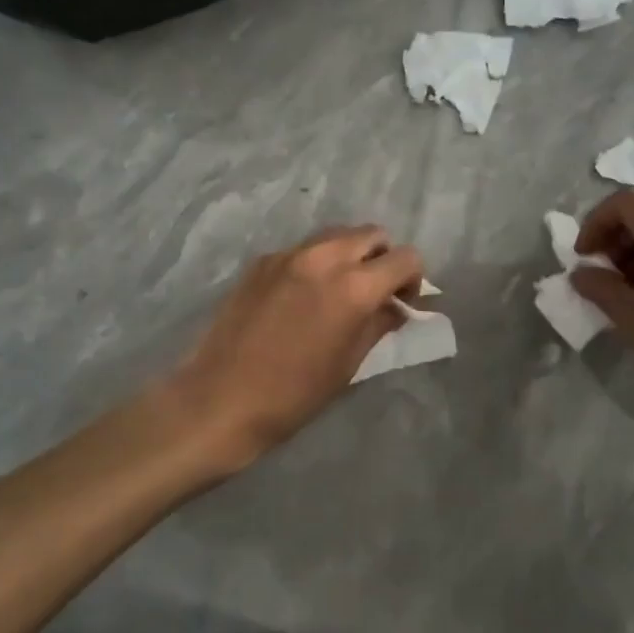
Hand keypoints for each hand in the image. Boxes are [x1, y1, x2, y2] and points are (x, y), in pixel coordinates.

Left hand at [171, 226, 423, 469]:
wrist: (221, 398)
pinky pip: (303, 249)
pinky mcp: (262, 261)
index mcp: (354, 287)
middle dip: (382, 258)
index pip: (405, 258)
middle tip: (376, 291)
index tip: (404, 301)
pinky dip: (317, 262)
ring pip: (336, 235)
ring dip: (350, 254)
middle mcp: (324, 257)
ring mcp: (289, 255)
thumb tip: (397, 306)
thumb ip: (379, 323)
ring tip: (340, 290)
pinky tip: (303, 296)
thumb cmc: (294, 394)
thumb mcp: (349, 363)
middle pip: (371, 234)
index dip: (413, 278)